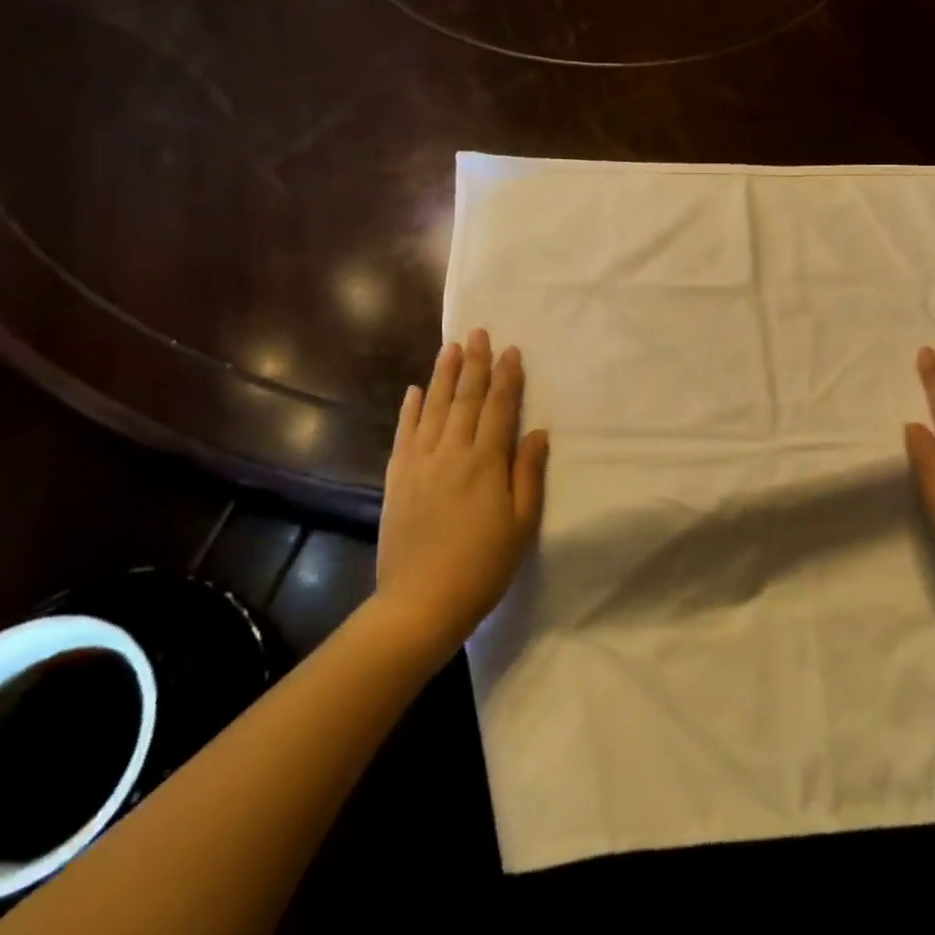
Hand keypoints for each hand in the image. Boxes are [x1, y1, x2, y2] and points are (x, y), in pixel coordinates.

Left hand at [375, 329, 549, 657]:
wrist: (420, 602)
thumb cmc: (483, 566)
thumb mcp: (521, 524)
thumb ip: (528, 473)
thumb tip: (537, 431)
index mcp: (486, 462)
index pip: (498, 408)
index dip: (507, 377)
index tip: (511, 349)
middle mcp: (451, 452)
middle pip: (464, 398)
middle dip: (474, 363)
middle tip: (477, 332)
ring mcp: (419, 463)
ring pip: (432, 408)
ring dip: (442, 375)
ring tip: (449, 347)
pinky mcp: (396, 478)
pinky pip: (404, 433)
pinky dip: (409, 409)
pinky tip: (414, 390)